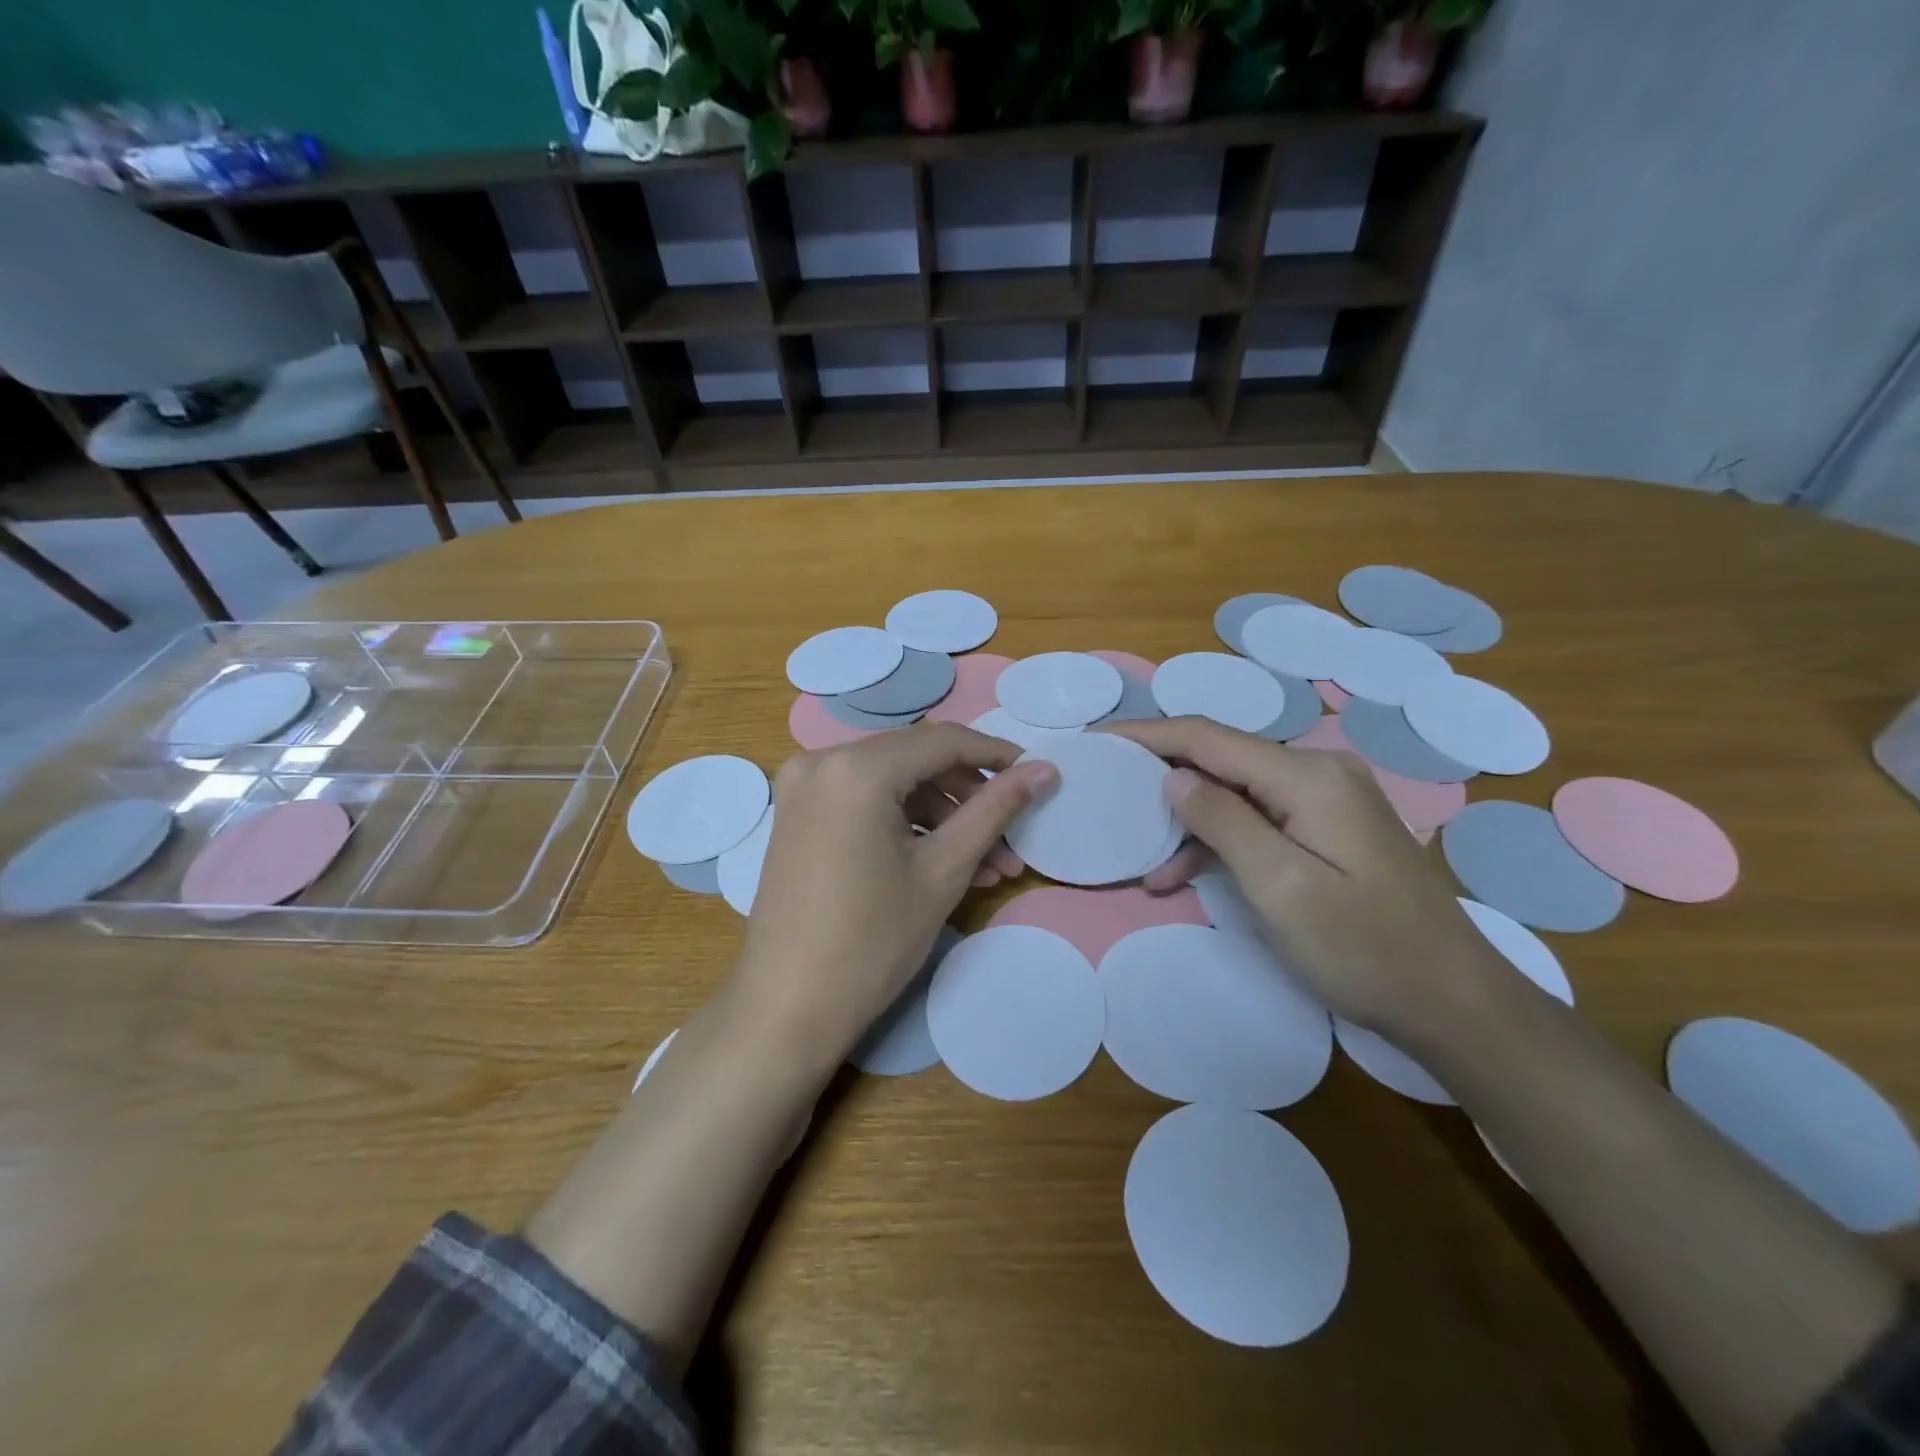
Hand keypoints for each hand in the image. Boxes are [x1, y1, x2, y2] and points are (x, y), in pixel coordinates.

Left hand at [731, 722, 1057, 1066]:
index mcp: (856, 768)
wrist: (787, 1007)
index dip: (995, 754)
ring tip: (989, 867)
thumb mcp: (944, 870)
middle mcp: (821, 761)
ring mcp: (803, 788)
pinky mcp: (798, 814)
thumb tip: (1045, 770)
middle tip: (1011, 838)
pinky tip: (944, 865)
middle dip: (969, 797)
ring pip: (893, 784)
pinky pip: (865, 802)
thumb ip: (995, 810)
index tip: (1035, 775)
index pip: (942, 741)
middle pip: (915, 760)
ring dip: (943, 818)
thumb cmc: (872, 941)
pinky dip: (906, 825)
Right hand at [1102, 717, 1504, 1040]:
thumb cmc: (1365, 949)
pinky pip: (1259, 818)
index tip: (1099, 740)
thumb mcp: (1281, 888)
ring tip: (1149, 868)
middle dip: (1162, 780)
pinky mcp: (1329, 828)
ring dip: (1190, 824)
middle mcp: (1318, 773)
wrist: (1455, 1002)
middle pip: (1220, 760)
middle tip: (1111, 802)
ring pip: (1236, 792)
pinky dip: (1221, 841)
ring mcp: (1327, 800)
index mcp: (1308, 777)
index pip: (1208, 737)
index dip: (1148, 735)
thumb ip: (1223, 822)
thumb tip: (1173, 778)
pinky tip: (1189, 875)